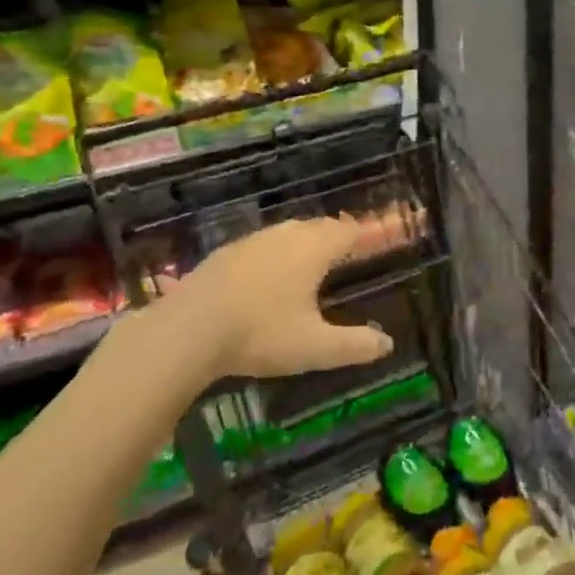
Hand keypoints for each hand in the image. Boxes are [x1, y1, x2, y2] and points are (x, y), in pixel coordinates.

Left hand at [165, 216, 393, 381]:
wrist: (187, 330)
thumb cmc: (261, 333)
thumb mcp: (315, 347)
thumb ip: (355, 345)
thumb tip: (387, 344)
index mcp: (312, 250)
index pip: (345, 230)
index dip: (359, 235)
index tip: (368, 244)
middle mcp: (284, 236)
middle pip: (316, 226)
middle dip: (331, 237)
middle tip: (341, 255)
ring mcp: (250, 242)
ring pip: (285, 233)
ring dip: (299, 244)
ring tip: (305, 266)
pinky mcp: (223, 254)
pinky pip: (259, 247)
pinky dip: (271, 256)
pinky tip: (263, 279)